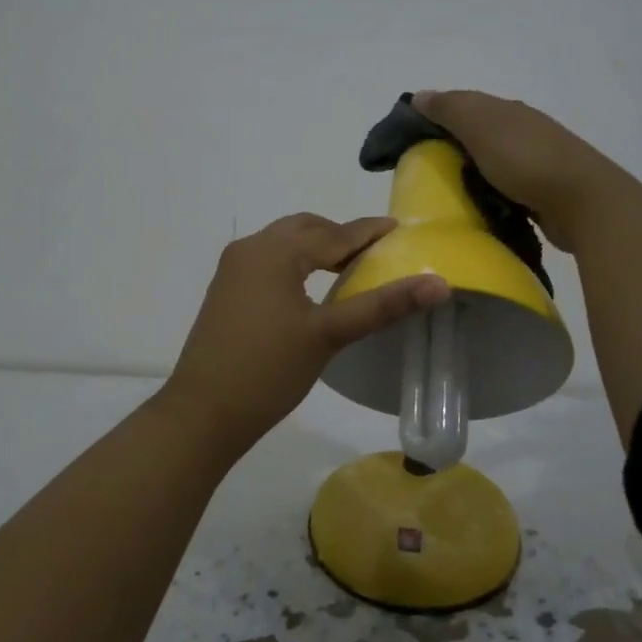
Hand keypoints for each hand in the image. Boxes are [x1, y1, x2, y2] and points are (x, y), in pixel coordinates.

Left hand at [157, 213, 449, 455]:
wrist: (202, 413)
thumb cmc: (268, 370)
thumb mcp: (329, 335)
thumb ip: (382, 305)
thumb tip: (439, 284)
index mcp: (274, 251)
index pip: (333, 234)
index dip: (368, 232)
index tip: (398, 228)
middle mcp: (250, 249)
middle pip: (305, 229)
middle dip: (340, 236)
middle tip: (375, 252)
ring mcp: (233, 269)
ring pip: (284, 243)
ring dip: (316, 247)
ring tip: (349, 268)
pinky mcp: (226, 290)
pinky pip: (268, 260)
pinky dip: (296, 262)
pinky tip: (311, 287)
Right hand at [412, 90, 626, 251]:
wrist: (583, 201)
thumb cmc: (525, 159)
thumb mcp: (480, 126)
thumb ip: (450, 109)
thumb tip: (419, 95)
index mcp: (506, 110)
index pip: (463, 105)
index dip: (436, 116)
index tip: (410, 139)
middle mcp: (522, 129)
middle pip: (478, 131)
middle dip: (452, 144)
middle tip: (423, 169)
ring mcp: (536, 160)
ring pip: (492, 159)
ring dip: (472, 170)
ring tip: (447, 190)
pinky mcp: (543, 190)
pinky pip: (506, 185)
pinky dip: (490, 190)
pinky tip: (479, 204)